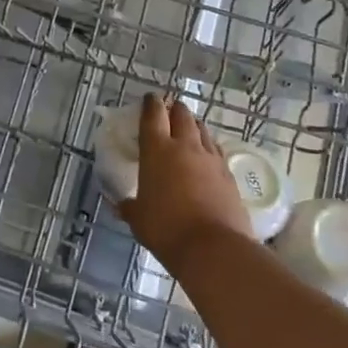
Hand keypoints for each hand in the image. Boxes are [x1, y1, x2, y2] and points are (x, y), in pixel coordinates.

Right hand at [116, 94, 251, 270]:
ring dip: (193, 125)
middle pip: (182, 114)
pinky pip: (216, 150)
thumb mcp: (139, 220)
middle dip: (174, 109)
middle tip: (168, 112)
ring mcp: (210, 158)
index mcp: (157, 149)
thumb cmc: (166, 229)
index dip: (151, 103)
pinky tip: (205, 156)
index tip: (149, 98)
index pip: (153, 114)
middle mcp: (185, 146)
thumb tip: (119, 205)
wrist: (214, 248)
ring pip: (202, 129)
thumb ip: (129, 207)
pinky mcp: (228, 174)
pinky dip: (208, 147)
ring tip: (187, 131)